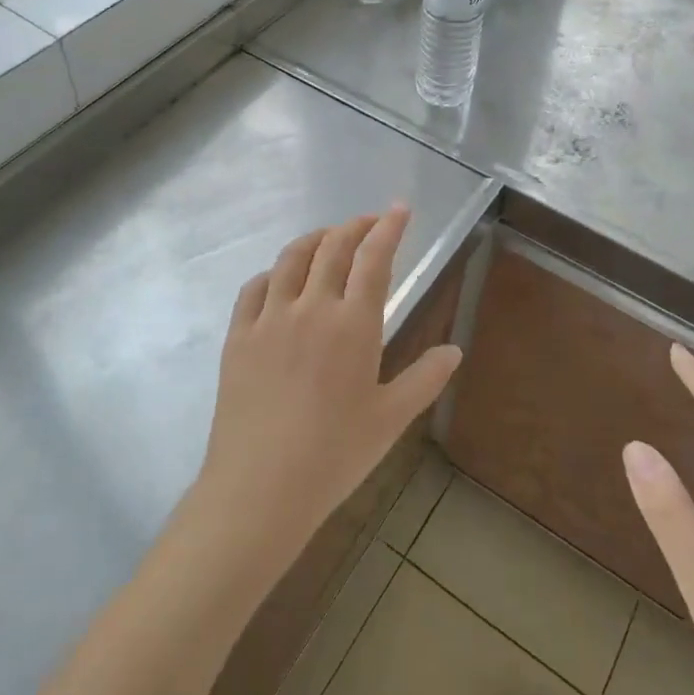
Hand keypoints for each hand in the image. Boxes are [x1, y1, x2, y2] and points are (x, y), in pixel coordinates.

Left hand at [194, 205, 462, 579]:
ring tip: (327, 238)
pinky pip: (254, 288)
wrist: (260, 487)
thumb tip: (455, 350)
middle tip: (369, 221)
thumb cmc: (334, 454)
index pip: (374, 258)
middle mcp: (311, 307)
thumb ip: (425, 379)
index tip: (399, 207)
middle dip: (354, 226)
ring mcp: (269, 318)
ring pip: (290, 258)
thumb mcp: (390, 419)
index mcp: (353, 324)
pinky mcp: (238, 335)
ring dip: (314, 239)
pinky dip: (272, 273)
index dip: (388, 227)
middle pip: (332, 248)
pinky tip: (279, 280)